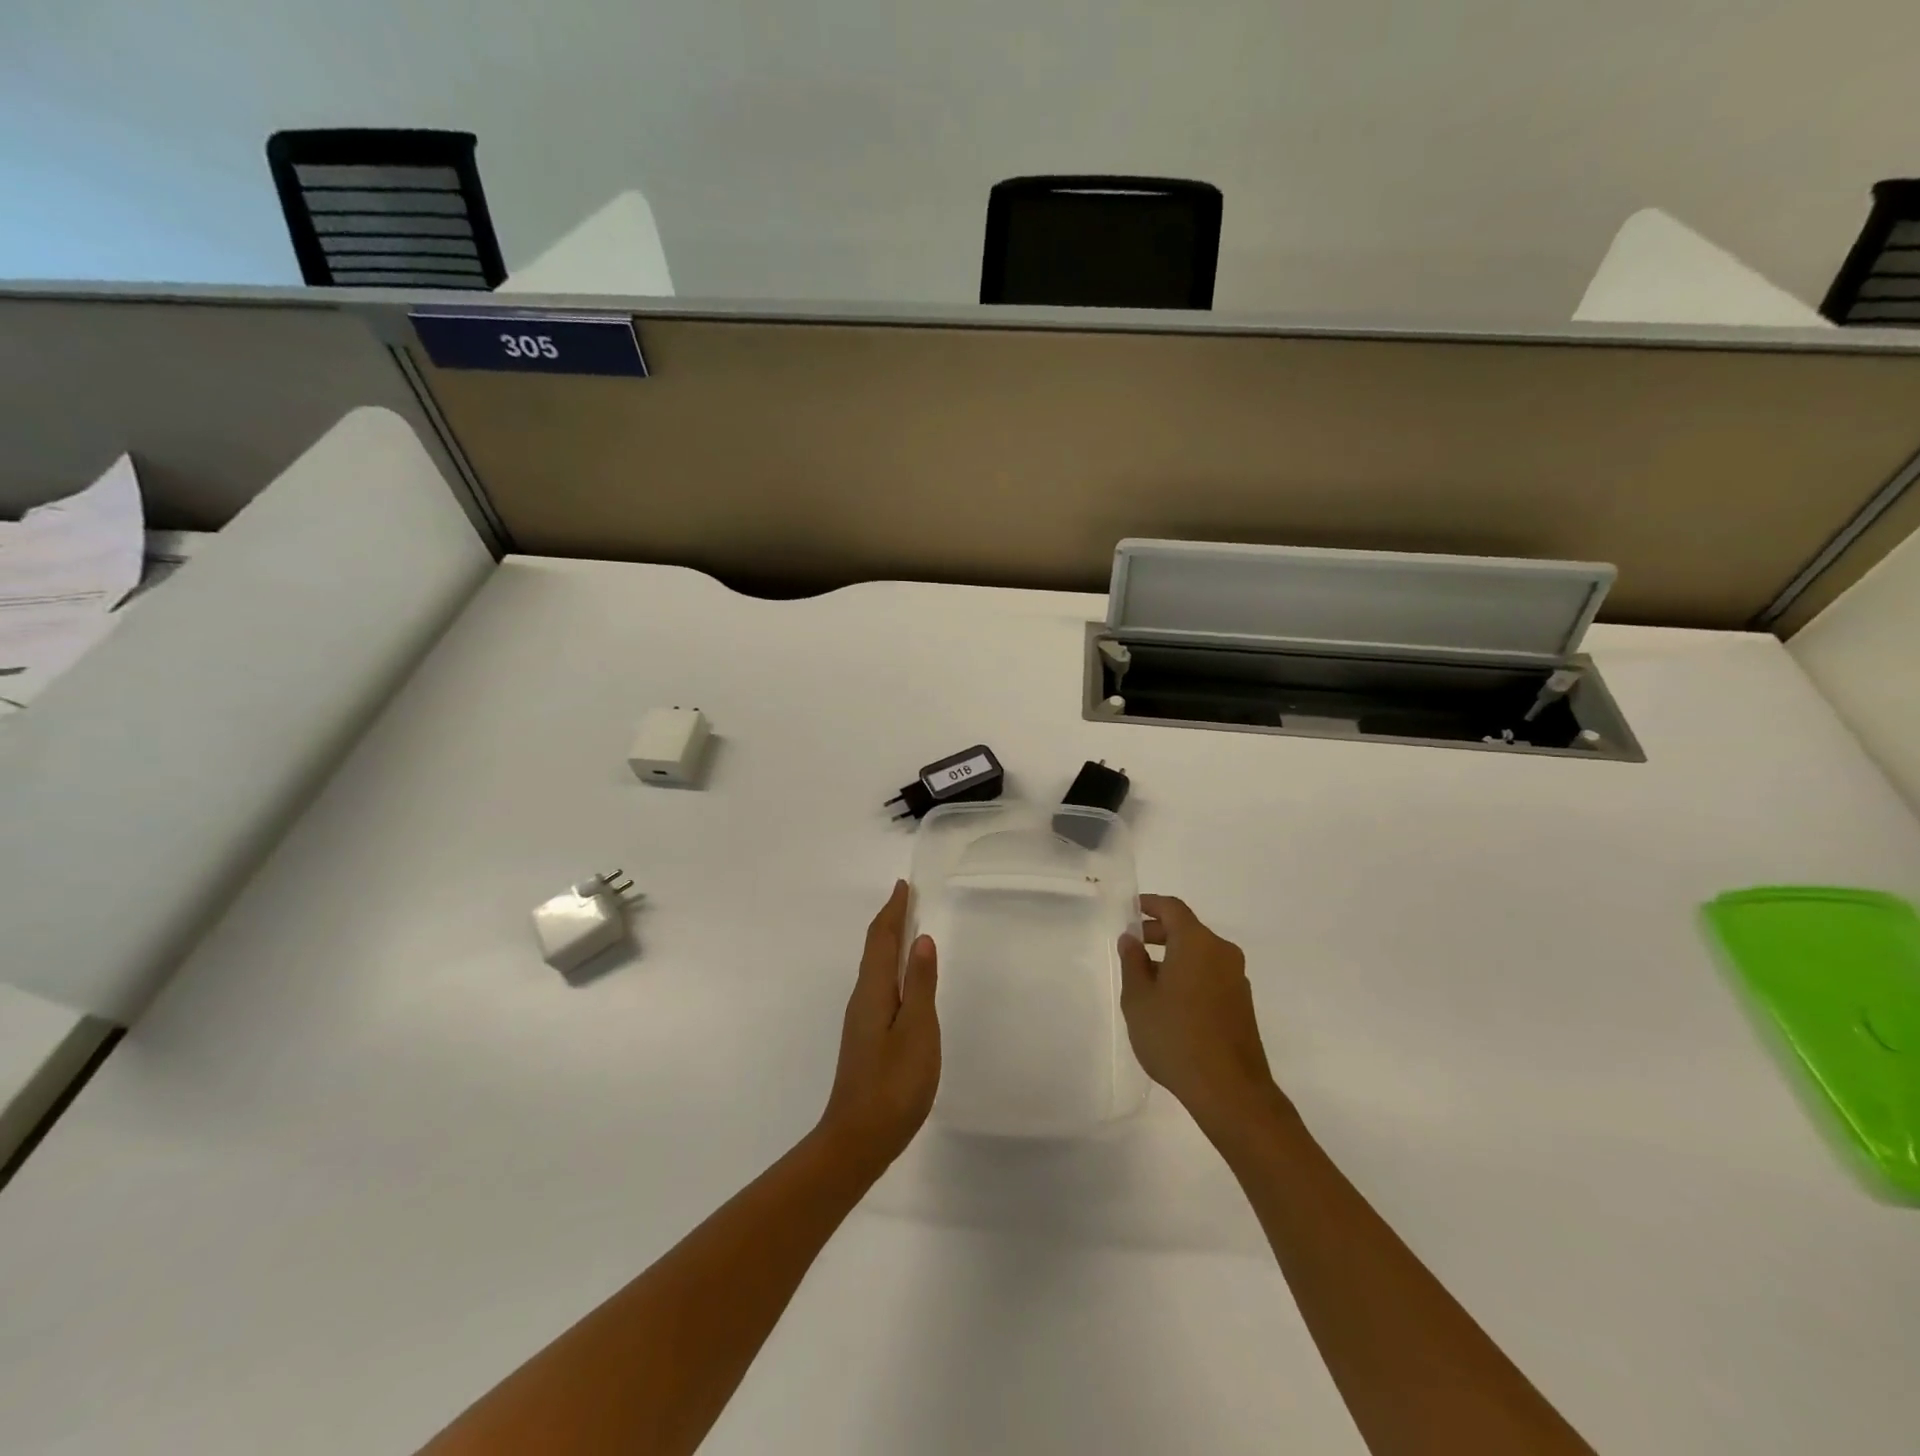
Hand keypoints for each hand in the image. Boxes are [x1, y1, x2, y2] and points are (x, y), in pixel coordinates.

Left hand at [818, 881, 940, 1174]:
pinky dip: (890, 967)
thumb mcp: (918, 1031)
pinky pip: (878, 985)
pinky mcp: (866, 1037)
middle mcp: (862, 998)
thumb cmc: (893, 1084)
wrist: (858, 1139)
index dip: (893, 910)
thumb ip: (921, 985)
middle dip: (889, 920)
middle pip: (874, 949)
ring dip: (889, 942)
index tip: (903, 885)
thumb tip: (922, 940)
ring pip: (875, 967)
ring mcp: (861, 1020)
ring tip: (906, 928)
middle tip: (906, 898)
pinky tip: (902, 979)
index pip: (882, 939)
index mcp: (873, 991)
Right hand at [1119, 895, 1282, 1133]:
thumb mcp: (1139, 998)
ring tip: (1146, 977)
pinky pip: (1211, 974)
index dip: (1150, 904)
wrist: (1230, 1090)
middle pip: (1188, 930)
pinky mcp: (1242, 1003)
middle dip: (1159, 932)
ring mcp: (1236, 978)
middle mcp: (1221, 952)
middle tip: (1132, 944)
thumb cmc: (1175, 1036)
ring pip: (1200, 953)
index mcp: (1196, 943)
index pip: (1172, 908)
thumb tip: (1131, 939)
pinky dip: (1189, 974)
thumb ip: (1132, 963)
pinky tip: (1170, 1000)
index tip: (1130, 909)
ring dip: (1173, 956)